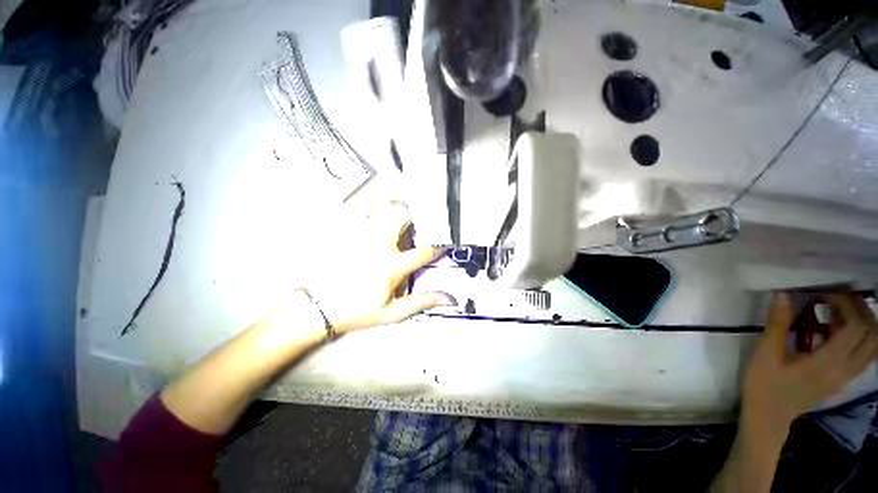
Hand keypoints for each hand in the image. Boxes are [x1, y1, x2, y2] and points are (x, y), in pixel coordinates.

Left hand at [303, 202, 455, 333]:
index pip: (423, 252)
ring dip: (393, 206)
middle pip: (402, 216)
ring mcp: (359, 236)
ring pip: (381, 208)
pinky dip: (370, 207)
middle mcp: (378, 245)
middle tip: (417, 218)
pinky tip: (373, 210)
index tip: (439, 248)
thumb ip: (421, 302)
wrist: (317, 307)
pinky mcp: (343, 232)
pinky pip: (359, 210)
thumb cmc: (356, 311)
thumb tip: (448, 299)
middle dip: (414, 215)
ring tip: (397, 209)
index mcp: (392, 266)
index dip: (436, 249)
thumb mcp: (392, 312)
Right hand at [742, 293, 877, 432]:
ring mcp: (846, 377)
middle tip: (838, 298)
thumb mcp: (765, 354)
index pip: (855, 327)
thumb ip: (778, 325)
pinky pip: (865, 354)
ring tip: (842, 311)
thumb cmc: (764, 385)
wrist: (768, 417)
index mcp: (828, 363)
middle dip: (861, 310)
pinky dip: (860, 337)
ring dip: (865, 323)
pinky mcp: (843, 379)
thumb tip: (783, 295)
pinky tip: (839, 331)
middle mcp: (845, 370)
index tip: (824, 294)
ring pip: (873, 346)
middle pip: (872, 335)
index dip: (846, 304)